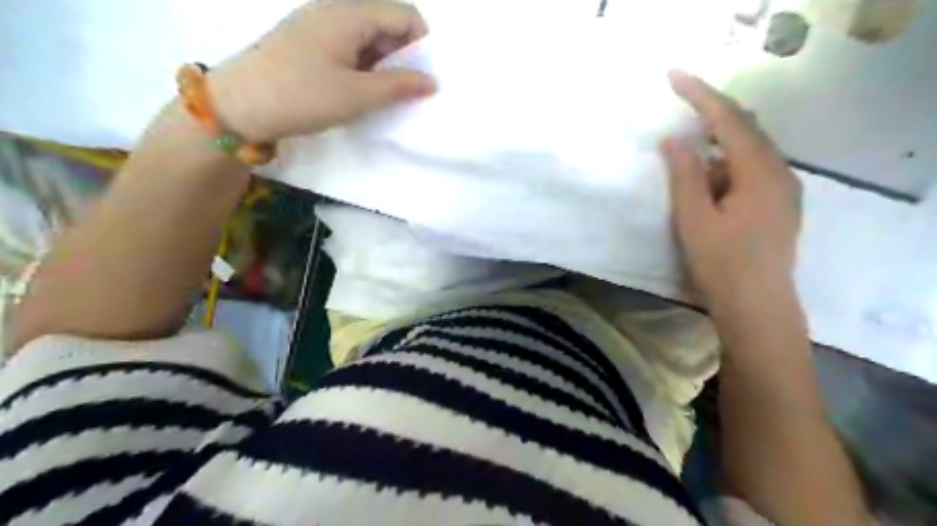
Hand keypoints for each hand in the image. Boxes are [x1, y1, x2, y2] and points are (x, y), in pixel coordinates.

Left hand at [205, 0, 433, 141]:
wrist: (239, 106)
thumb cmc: (303, 96)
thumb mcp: (358, 95)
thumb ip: (399, 86)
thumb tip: (432, 81)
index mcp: (349, 14)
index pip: (404, 14)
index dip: (421, 43)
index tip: (423, 77)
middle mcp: (334, 11)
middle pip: (386, 23)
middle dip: (403, 56)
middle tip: (405, 92)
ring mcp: (318, 26)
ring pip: (367, 38)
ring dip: (383, 65)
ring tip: (382, 96)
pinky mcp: (308, 44)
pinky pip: (348, 48)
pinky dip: (363, 68)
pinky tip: (359, 92)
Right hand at [657, 70, 804, 315]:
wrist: (758, 308)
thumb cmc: (722, 265)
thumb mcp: (694, 220)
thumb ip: (685, 177)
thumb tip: (674, 141)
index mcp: (760, 172)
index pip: (729, 120)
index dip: (700, 94)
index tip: (673, 77)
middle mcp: (779, 172)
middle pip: (744, 128)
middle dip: (709, 114)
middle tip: (678, 105)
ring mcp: (783, 189)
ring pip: (747, 151)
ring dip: (714, 146)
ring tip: (684, 156)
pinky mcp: (778, 204)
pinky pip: (750, 170)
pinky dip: (724, 166)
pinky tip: (706, 182)